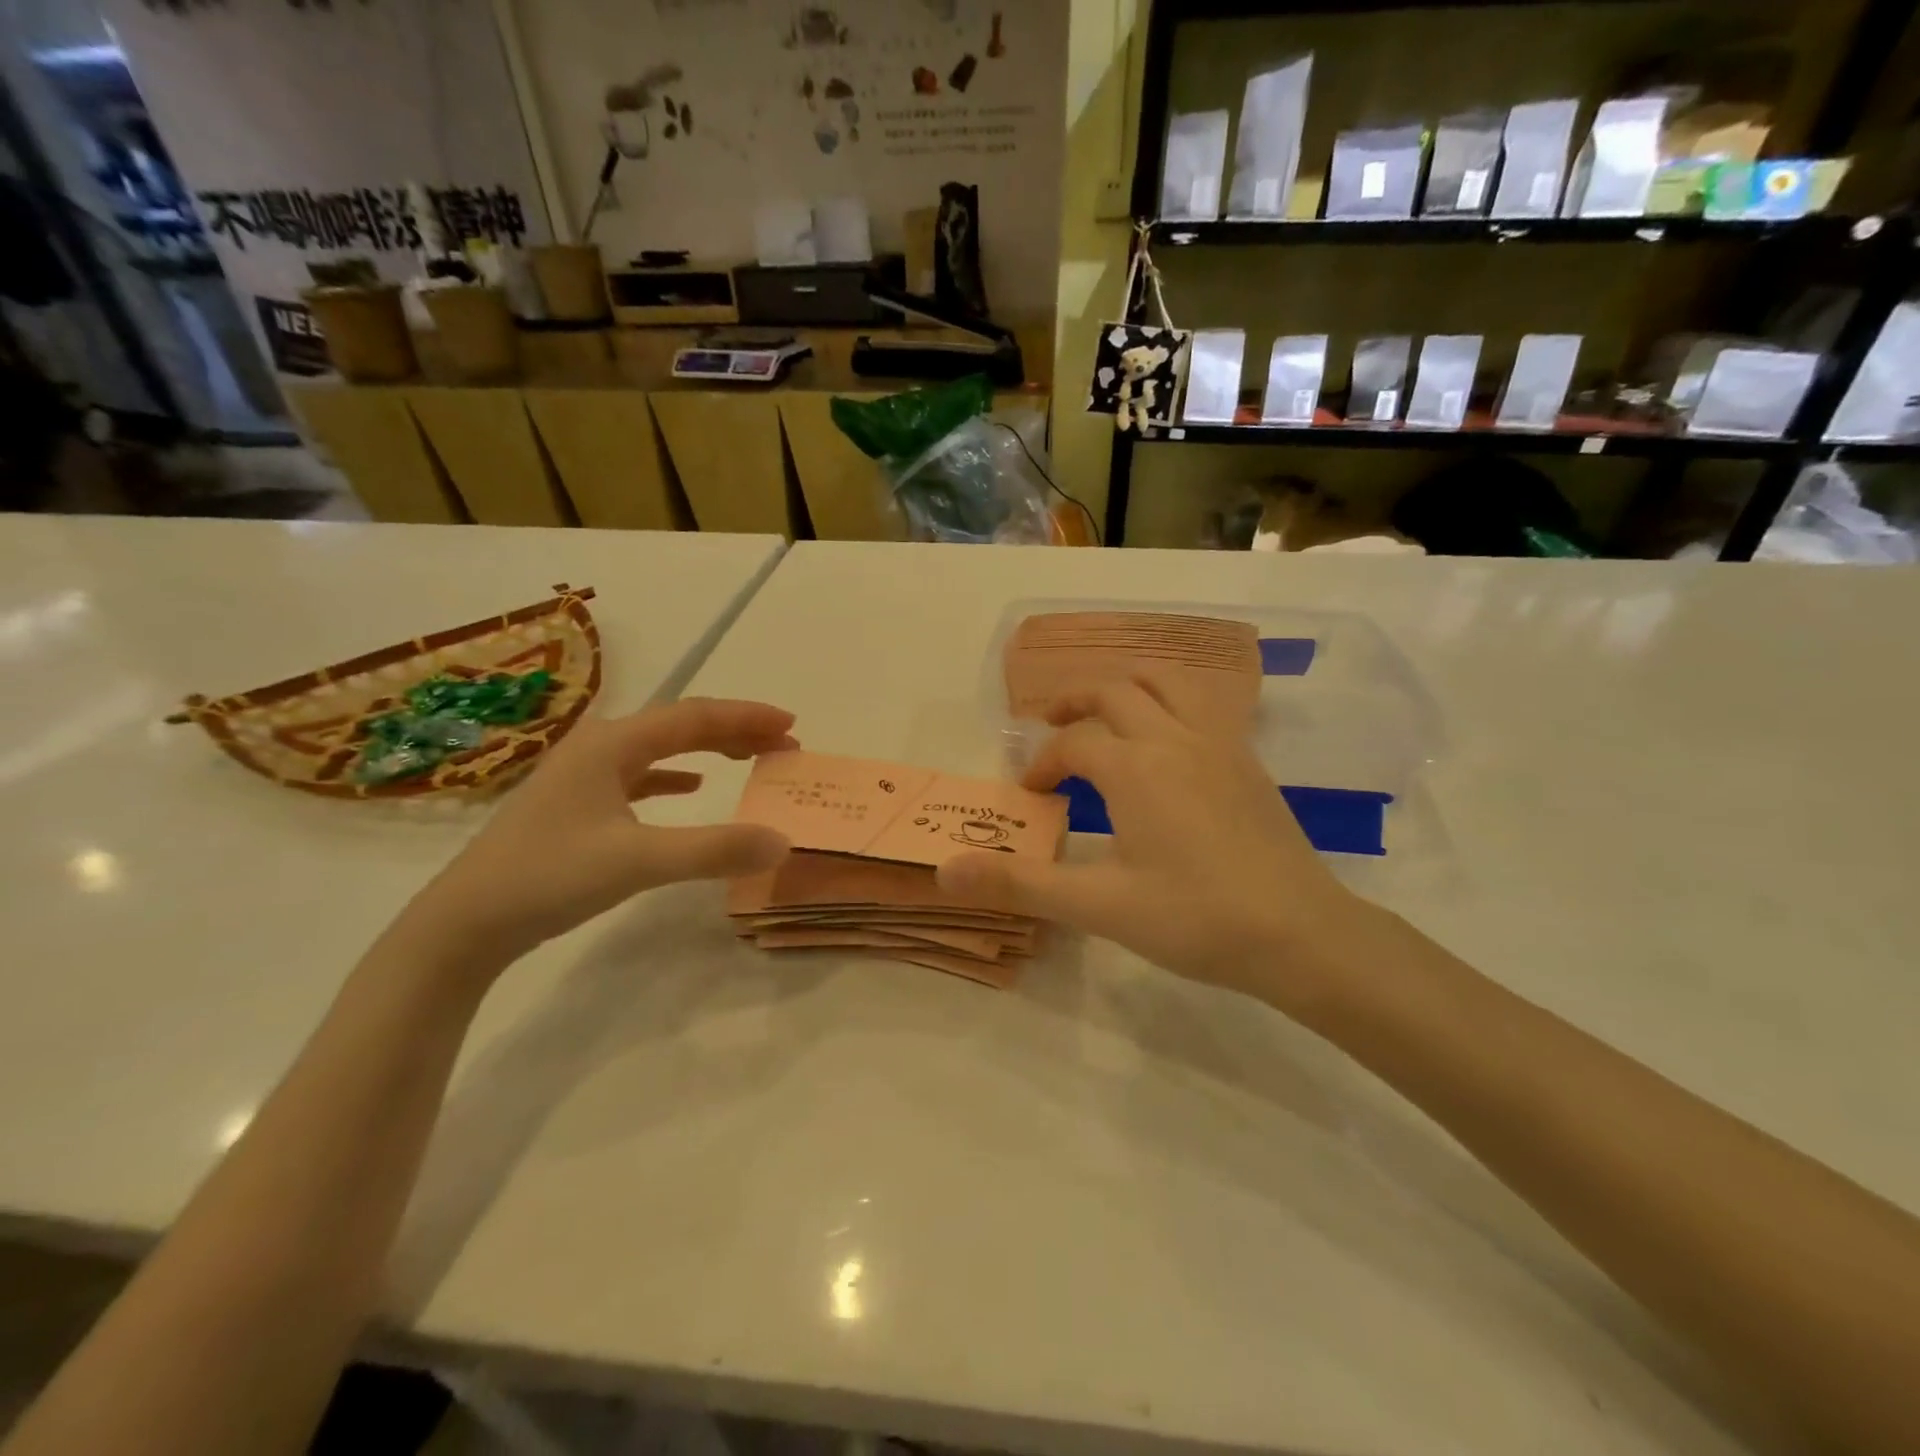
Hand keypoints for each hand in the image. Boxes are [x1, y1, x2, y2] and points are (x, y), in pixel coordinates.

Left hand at [400, 699, 796, 971]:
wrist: (464, 922)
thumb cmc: (549, 877)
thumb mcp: (638, 861)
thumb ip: (714, 849)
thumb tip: (782, 840)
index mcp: (613, 743)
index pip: (694, 716)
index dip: (747, 717)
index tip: (792, 724)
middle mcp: (600, 746)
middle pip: (680, 726)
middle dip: (736, 731)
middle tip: (783, 743)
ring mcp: (585, 774)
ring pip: (661, 748)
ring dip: (710, 750)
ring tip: (750, 758)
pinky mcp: (579, 803)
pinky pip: (640, 774)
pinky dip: (675, 775)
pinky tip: (692, 788)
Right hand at [937, 675, 1373, 1003]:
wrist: (1301, 934)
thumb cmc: (1195, 918)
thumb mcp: (1098, 905)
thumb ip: (1020, 883)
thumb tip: (946, 869)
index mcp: (1134, 766)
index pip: (1072, 744)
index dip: (1042, 765)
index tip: (1031, 797)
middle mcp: (1174, 738)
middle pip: (1114, 692)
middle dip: (1074, 704)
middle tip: (1050, 726)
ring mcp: (1219, 744)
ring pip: (1166, 685)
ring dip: (1126, 689)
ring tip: (1106, 713)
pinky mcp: (1248, 762)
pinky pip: (1201, 707)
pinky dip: (1169, 705)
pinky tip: (1168, 746)